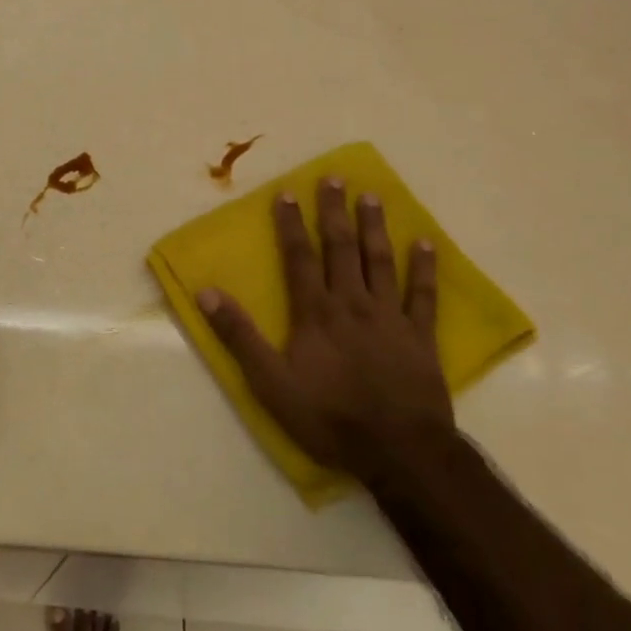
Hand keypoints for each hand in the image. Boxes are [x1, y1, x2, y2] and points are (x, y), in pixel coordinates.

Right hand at [196, 179, 449, 477]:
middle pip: (341, 248)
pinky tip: (424, 243)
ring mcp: (390, 317)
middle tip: (335, 178)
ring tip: (372, 196)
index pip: (299, 257)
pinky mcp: (420, 336)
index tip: (287, 192)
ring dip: (374, 227)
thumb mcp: (270, 382)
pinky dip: (423, 268)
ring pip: (380, 261)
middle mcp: (352, 303)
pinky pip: (422, 295)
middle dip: (334, 211)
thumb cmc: (328, 417)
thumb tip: (206, 292)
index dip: (291, 224)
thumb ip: (240, 336)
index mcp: (315, 312)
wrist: (399, 451)